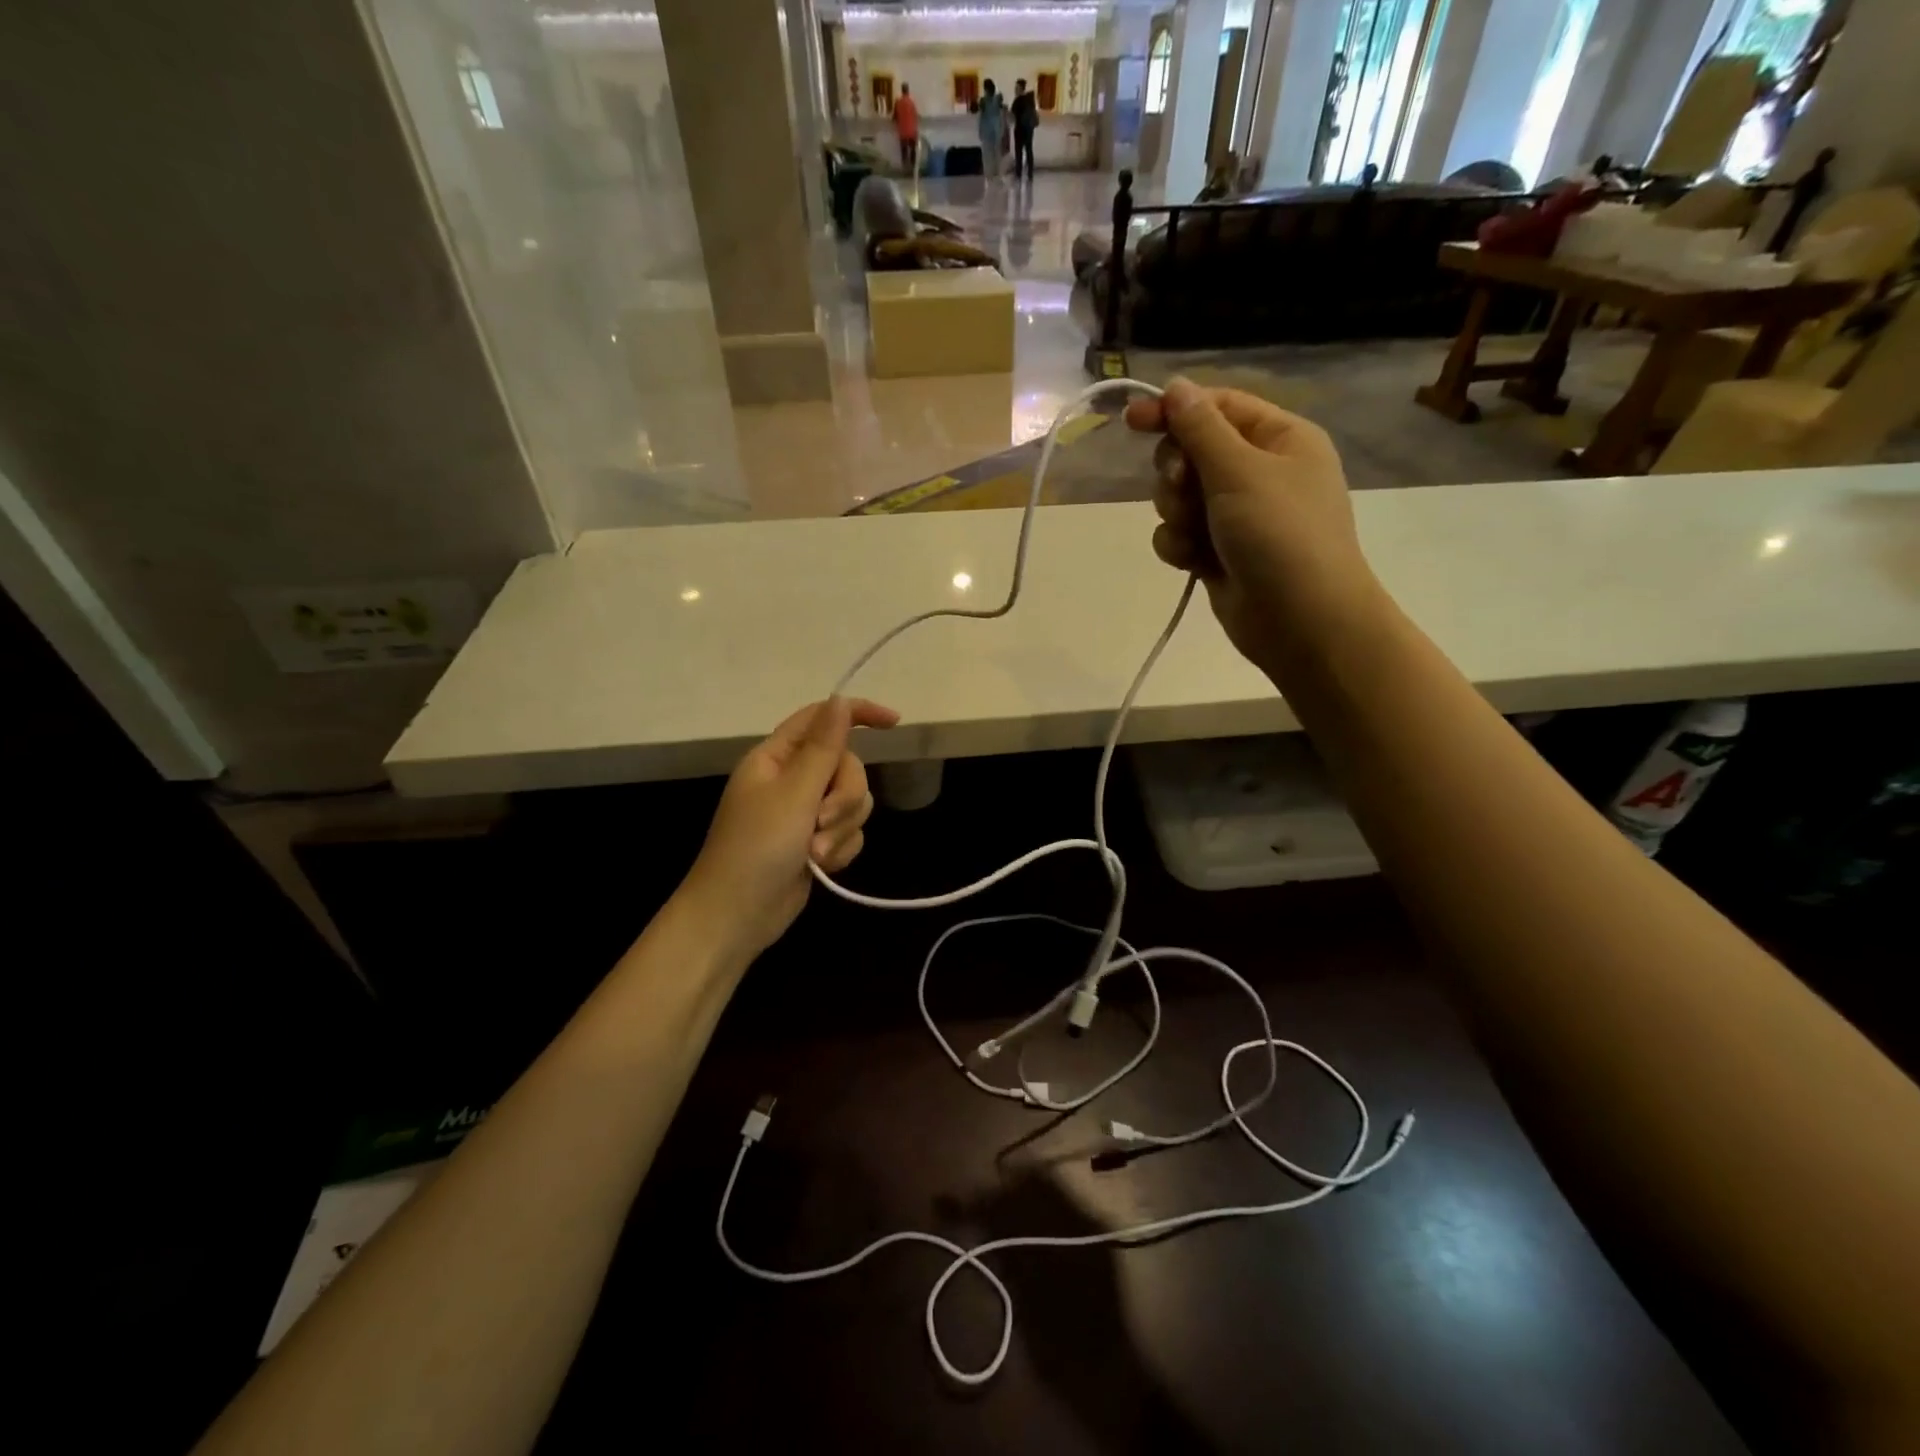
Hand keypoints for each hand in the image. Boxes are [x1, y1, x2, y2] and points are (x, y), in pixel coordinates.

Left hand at [681, 697, 898, 959]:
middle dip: (845, 796)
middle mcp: (792, 779)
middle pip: (846, 766)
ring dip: (841, 829)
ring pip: (853, 802)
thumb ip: (824, 746)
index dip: (858, 713)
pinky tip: (823, 868)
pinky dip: (841, 848)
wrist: (737, 916)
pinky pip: (849, 831)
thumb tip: (840, 701)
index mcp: (777, 757)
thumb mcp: (794, 793)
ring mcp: (804, 813)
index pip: (822, 718)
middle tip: (822, 821)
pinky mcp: (816, 842)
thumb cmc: (756, 848)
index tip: (894, 722)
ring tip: (816, 854)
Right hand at [1124, 379, 1384, 671]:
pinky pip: (1180, 534)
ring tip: (1195, 535)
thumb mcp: (1240, 471)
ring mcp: (1236, 516)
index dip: (1174, 411)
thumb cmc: (1280, 535)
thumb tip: (1175, 386)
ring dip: (1176, 513)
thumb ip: (1201, 428)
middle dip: (1177, 473)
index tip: (1133, 422)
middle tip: (1182, 488)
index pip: (1218, 408)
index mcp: (1279, 438)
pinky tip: (1193, 562)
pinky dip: (1179, 545)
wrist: (1300, 621)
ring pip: (1179, 497)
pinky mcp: (1217, 552)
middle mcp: (1258, 472)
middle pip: (1192, 452)